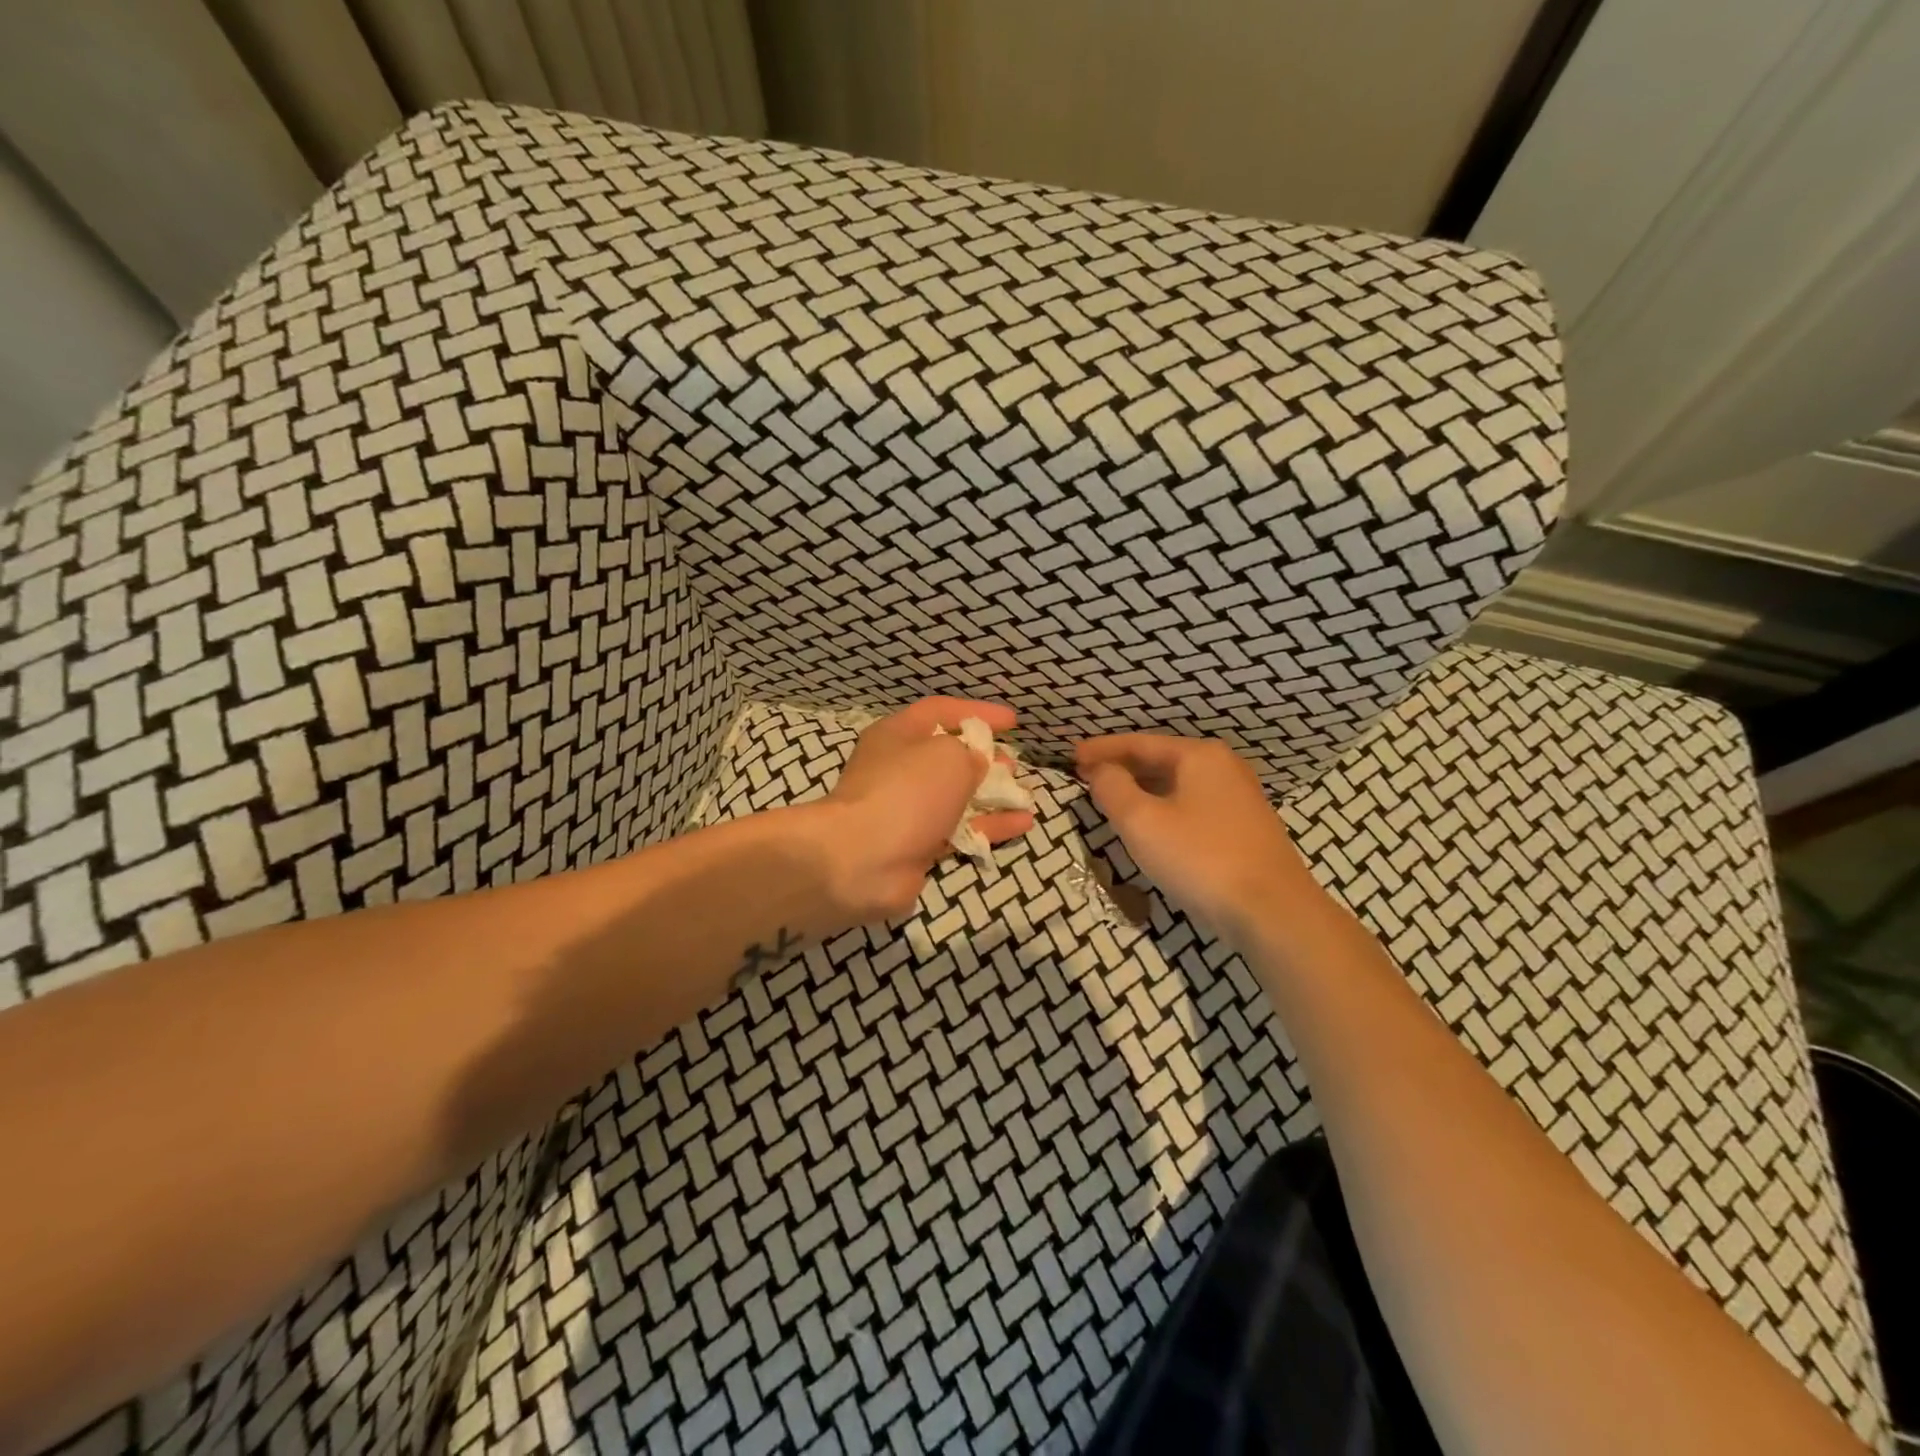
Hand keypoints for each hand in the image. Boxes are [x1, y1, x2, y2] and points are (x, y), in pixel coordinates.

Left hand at [810, 697, 1034, 922]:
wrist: (862, 860)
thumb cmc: (906, 791)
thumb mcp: (948, 755)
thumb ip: (969, 753)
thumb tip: (974, 765)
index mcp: (896, 736)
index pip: (940, 712)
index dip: (977, 713)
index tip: (1012, 723)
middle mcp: (899, 770)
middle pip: (947, 757)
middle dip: (983, 759)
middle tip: (1013, 764)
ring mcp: (907, 811)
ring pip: (957, 797)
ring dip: (991, 795)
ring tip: (1024, 794)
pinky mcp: (917, 847)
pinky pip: (960, 831)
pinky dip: (990, 826)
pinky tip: (1023, 824)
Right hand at [1076, 733, 1316, 939]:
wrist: (1273, 911)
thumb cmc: (1200, 858)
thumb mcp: (1141, 821)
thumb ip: (1113, 788)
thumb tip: (1101, 771)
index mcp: (1199, 756)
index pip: (1139, 743)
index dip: (1102, 749)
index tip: (1072, 756)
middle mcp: (1224, 767)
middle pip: (1160, 760)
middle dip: (1122, 768)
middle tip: (1087, 777)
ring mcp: (1239, 798)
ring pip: (1177, 785)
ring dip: (1142, 790)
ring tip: (1112, 800)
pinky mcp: (1245, 828)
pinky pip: (1192, 806)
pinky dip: (1164, 807)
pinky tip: (1151, 825)